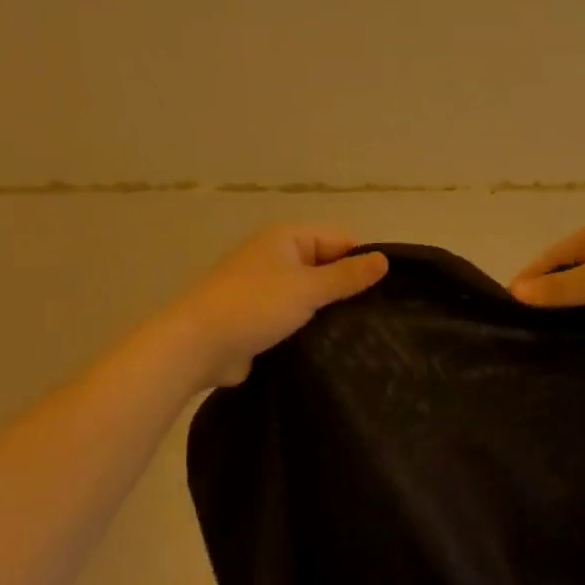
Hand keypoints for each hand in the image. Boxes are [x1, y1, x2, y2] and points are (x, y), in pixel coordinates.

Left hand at [172, 226, 388, 386]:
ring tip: (363, 333)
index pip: (339, 239)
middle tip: (380, 316)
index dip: (362, 261)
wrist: (195, 346)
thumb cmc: (253, 306)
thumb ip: (347, 276)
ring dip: (329, 311)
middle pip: (326, 266)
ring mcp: (265, 288)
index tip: (388, 291)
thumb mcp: (307, 288)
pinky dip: (310, 327)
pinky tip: (334, 346)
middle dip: (347, 288)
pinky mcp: (259, 318)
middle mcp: (276, 257)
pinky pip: (295, 317)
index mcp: (286, 238)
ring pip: (311, 295)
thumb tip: (384, 260)